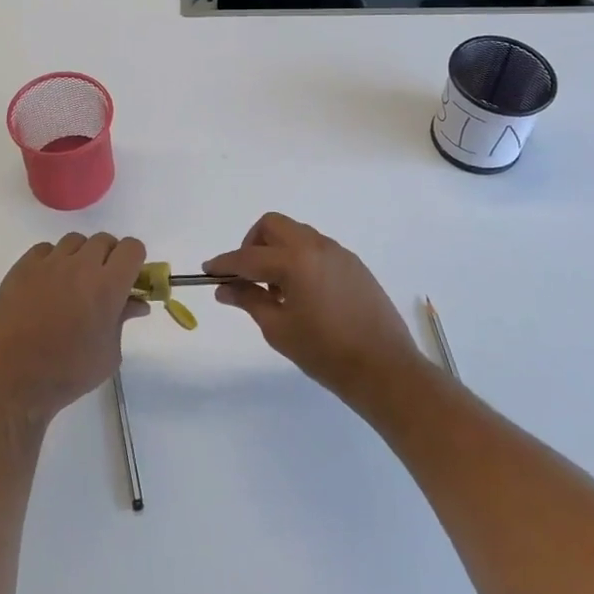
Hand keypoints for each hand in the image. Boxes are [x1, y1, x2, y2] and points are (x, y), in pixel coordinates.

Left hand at [0, 233, 148, 424]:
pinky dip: (51, 261)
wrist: (12, 382)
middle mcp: (80, 266)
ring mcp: (49, 263)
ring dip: (79, 257)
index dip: (133, 260)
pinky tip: (45, 285)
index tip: (128, 278)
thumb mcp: (108, 354)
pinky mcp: (22, 267)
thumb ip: (123, 320)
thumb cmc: (68, 374)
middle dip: (108, 258)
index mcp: (108, 286)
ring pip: (74, 241)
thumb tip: (136, 303)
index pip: (132, 248)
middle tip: (100, 283)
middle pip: (104, 240)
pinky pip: (44, 250)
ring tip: (71, 284)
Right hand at [205, 213, 429, 406]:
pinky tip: (302, 292)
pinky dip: (299, 257)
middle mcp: (316, 246)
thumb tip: (224, 287)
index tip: (208, 271)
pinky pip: (316, 247)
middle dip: (252, 243)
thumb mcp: (279, 329)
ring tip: (276, 288)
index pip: (248, 256)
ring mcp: (338, 252)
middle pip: (273, 225)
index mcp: (294, 261)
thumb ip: (249, 300)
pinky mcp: (353, 264)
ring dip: (277, 249)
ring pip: (296, 233)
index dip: (224, 263)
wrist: (385, 369)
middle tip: (246, 275)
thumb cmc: (326, 353)